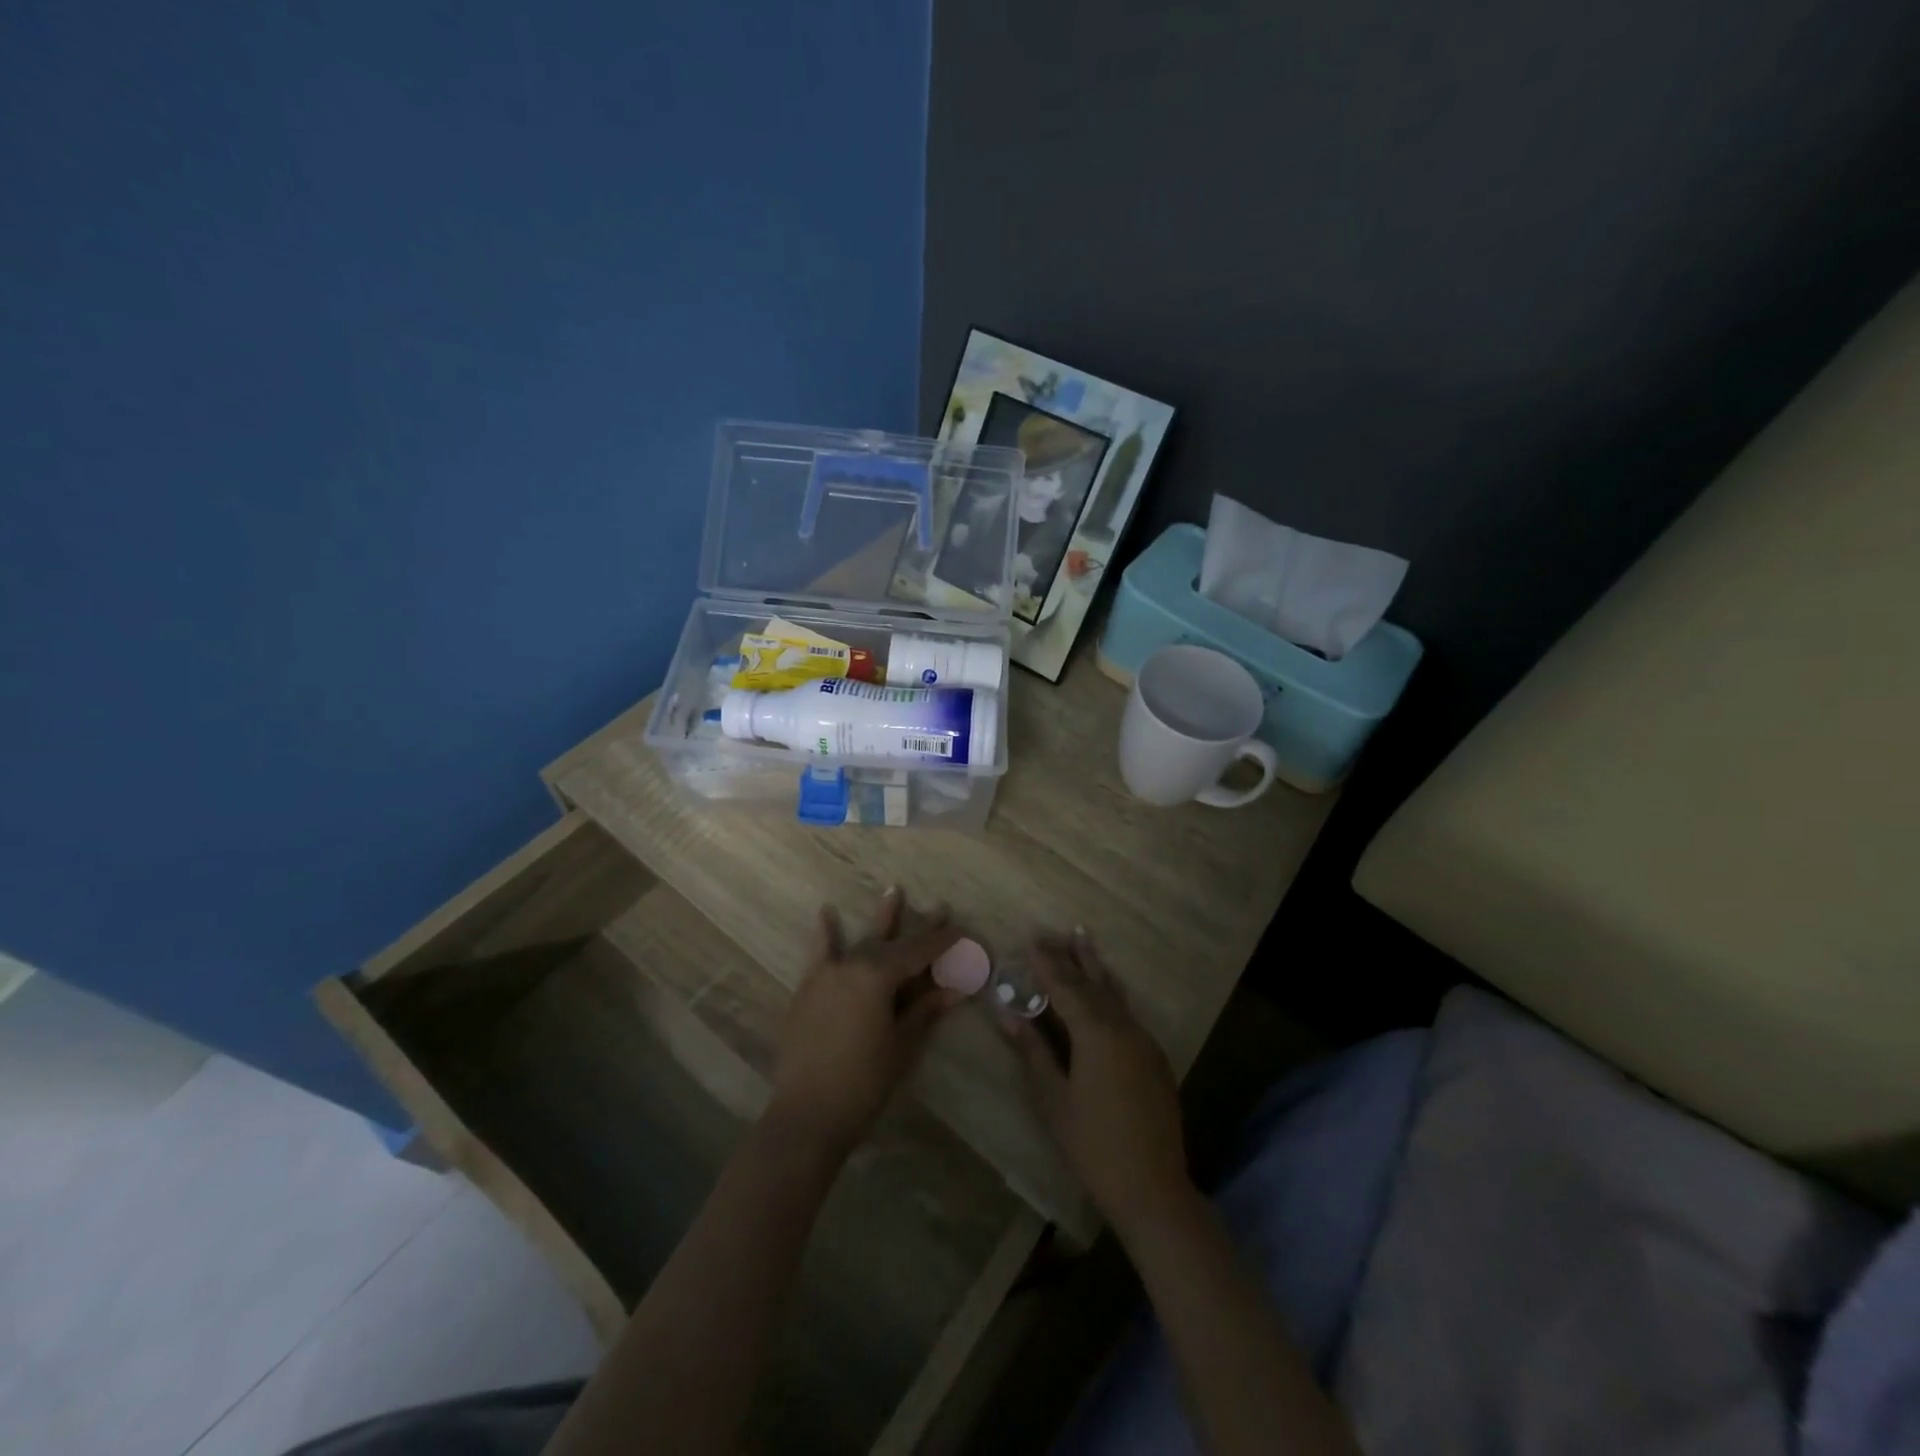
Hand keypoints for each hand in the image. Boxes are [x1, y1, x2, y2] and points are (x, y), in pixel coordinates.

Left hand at [767, 889, 963, 1157]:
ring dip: (882, 922)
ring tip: (895, 891)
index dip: (944, 943)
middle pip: (893, 943)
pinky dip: (825, 935)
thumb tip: (957, 988)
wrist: (807, 1115)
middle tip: (942, 909)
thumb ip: (925, 1009)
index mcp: (878, 975)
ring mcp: (827, 975)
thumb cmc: (864, 1082)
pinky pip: (820, 955)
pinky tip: (826, 912)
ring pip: (862, 943)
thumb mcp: (902, 1044)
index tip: (964, 931)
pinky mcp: (808, 990)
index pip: (919, 952)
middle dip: (920, 930)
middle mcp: (852, 965)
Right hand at [1000, 930, 1193, 1236]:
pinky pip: (1127, 1013)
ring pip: (1114, 995)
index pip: (1066, 987)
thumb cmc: (1092, 1144)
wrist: (1152, 1186)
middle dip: (1072, 958)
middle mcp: (1123, 1027)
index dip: (1047, 964)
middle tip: (1056, 933)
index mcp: (1096, 1034)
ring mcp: (1143, 1041)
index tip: (1032, 940)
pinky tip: (1105, 992)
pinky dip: (1110, 995)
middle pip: (1093, 983)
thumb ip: (1033, 1051)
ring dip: (1095, 969)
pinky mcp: (1154, 1057)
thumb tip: (1008, 1014)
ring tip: (1083, 941)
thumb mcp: (1054, 1098)